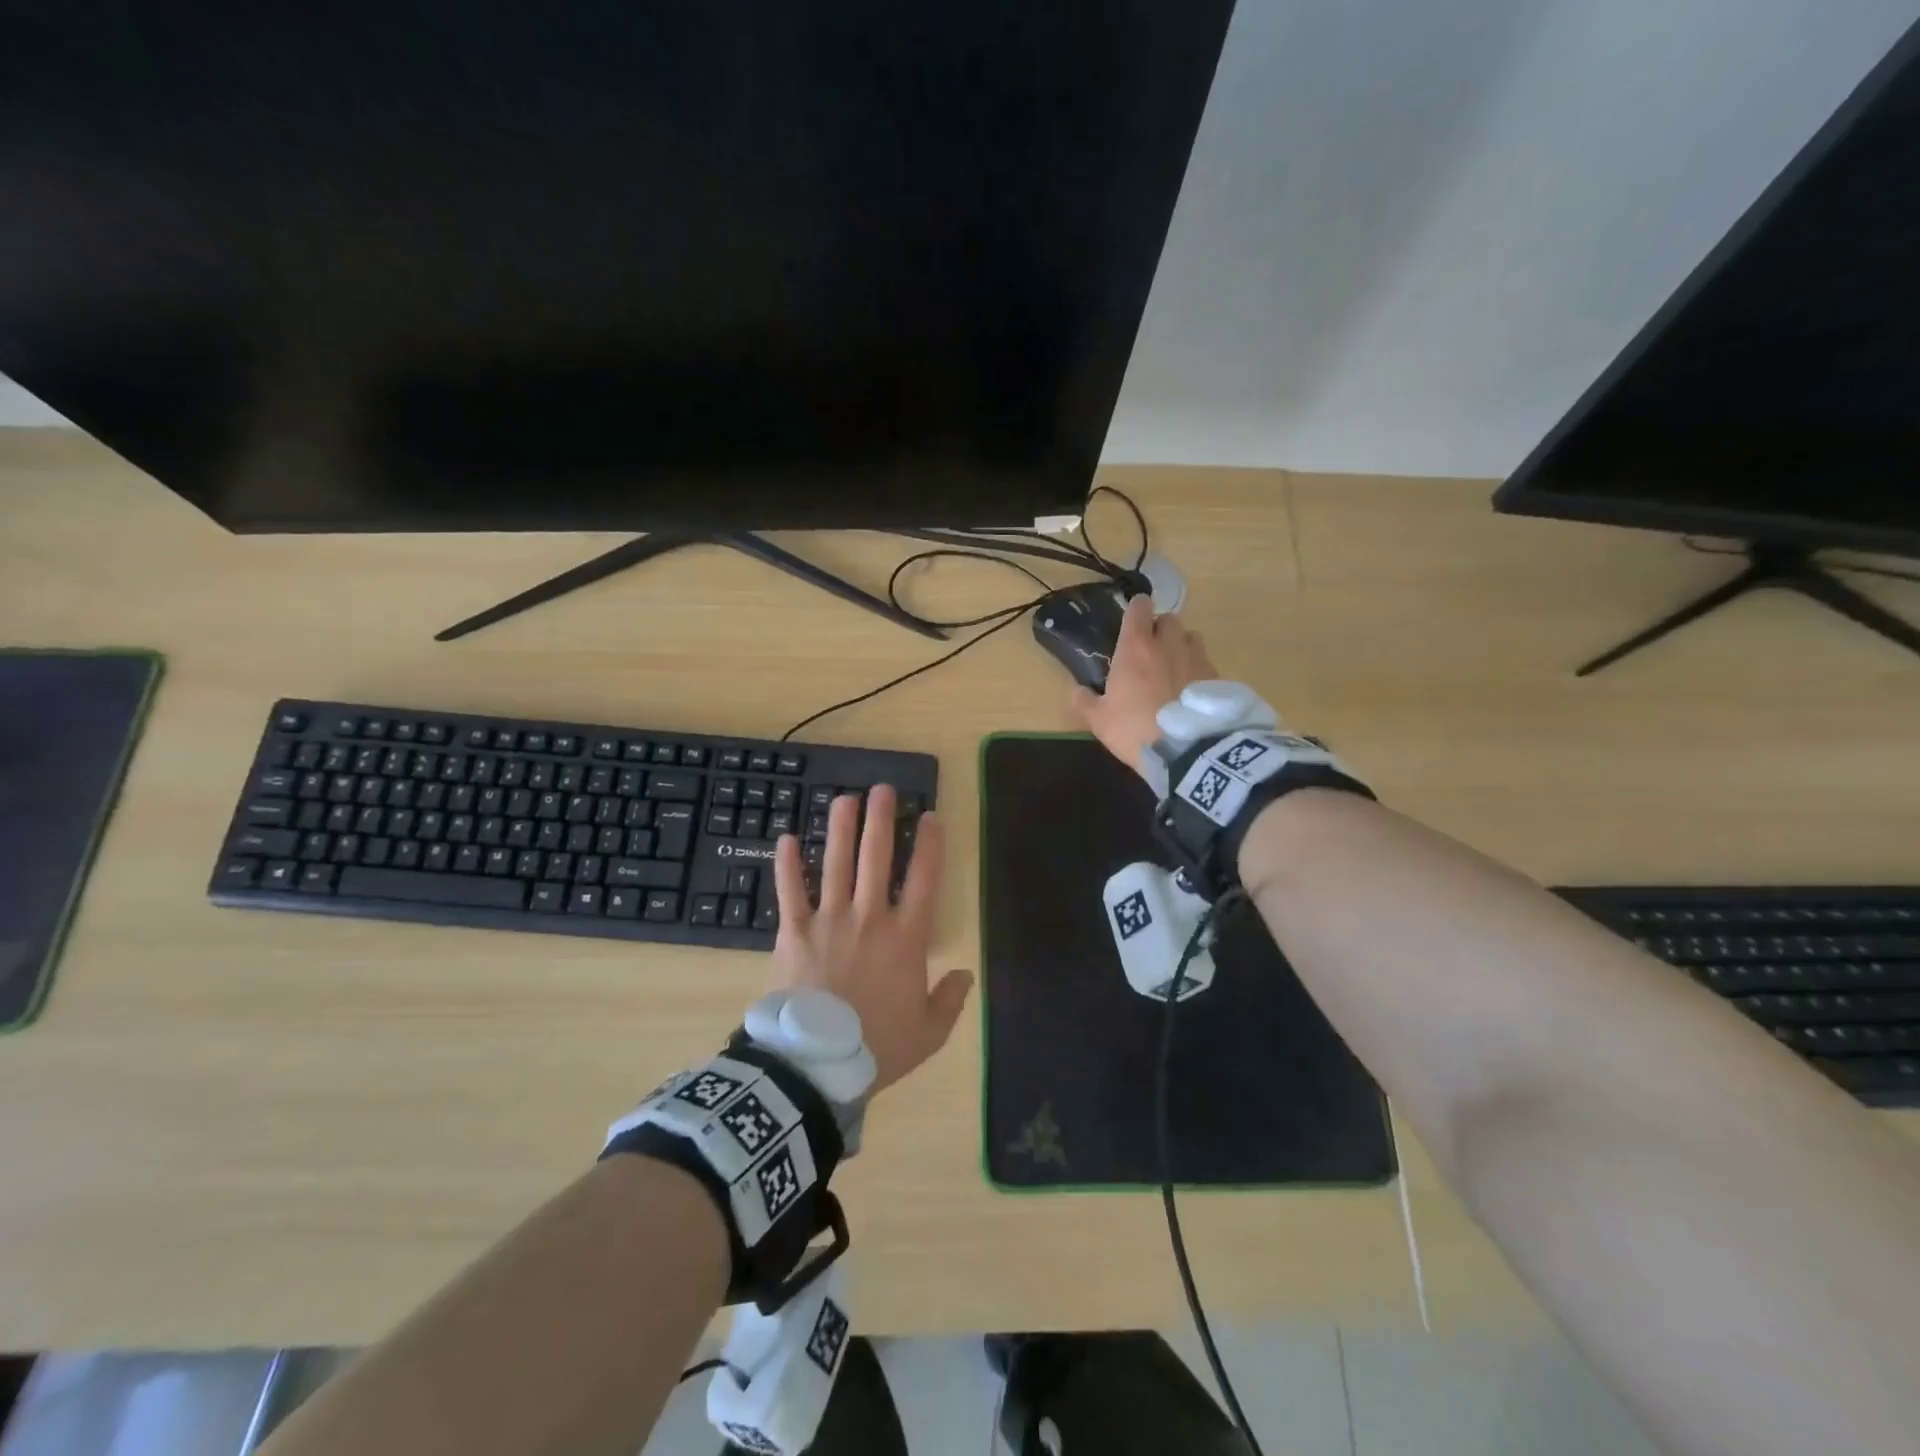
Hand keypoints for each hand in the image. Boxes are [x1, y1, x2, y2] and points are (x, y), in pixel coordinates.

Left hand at [770, 785, 971, 1094]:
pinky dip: (787, 865)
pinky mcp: (794, 931)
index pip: (924, 879)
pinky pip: (790, 891)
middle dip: (881, 820)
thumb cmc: (878, 1047)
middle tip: (882, 789)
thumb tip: (964, 973)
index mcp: (906, 938)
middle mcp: (870, 917)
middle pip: (877, 858)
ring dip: (840, 828)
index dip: (929, 844)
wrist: (817, 1065)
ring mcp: (829, 920)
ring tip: (844, 798)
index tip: (929, 816)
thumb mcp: (929, 1032)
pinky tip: (786, 838)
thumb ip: (950, 1000)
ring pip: (836, 863)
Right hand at [1072, 596, 1217, 777]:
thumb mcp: (1100, 720)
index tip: (1132, 619)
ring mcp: (1196, 658)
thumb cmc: (1134, 728)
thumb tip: (1076, 690)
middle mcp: (1168, 644)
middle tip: (1151, 649)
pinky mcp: (1217, 677)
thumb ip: (1085, 701)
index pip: (1139, 608)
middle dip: (1160, 629)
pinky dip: (1198, 670)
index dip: (1136, 609)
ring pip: (1191, 637)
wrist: (1187, 751)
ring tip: (1174, 667)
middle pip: (1169, 619)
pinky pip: (1206, 663)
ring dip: (1182, 646)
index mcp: (1136, 647)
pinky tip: (1191, 691)